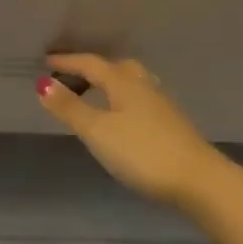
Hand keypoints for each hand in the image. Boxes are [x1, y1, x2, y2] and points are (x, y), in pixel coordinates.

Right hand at [37, 53, 228, 211]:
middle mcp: (142, 84)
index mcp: (122, 81)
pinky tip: (122, 115)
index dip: (66, 62)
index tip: (46, 62)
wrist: (199, 181)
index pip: (89, 63)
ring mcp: (160, 103)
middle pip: (113, 67)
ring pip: (130, 81)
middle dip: (90, 68)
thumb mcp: (98, 131)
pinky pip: (139, 98)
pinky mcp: (171, 123)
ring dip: (109, 82)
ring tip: (94, 92)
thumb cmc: (142, 152)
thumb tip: (42, 83)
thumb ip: (70, 107)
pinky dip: (123, 98)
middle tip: (70, 74)